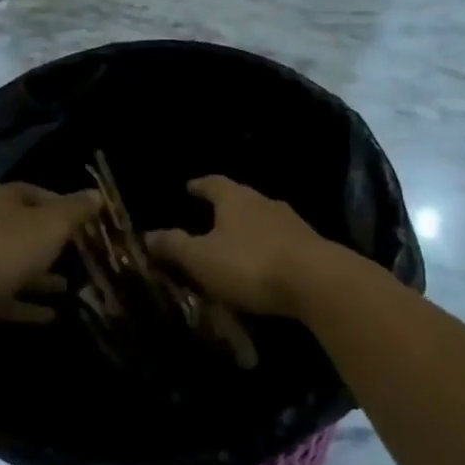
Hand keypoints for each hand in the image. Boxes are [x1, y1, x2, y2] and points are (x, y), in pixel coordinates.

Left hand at [0, 182, 99, 329]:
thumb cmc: (8, 246)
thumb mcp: (52, 224)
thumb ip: (76, 210)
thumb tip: (97, 194)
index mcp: (4, 199)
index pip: (37, 193)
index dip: (62, 205)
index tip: (84, 222)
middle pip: (24, 229)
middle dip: (51, 243)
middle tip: (80, 256)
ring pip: (14, 264)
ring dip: (41, 276)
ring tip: (70, 288)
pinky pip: (5, 296)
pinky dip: (26, 304)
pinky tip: (51, 317)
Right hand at [147, 176, 332, 316]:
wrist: (316, 281)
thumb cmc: (250, 263)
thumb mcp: (202, 258)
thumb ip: (174, 246)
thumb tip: (147, 235)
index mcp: (235, 199)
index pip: (213, 184)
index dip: (199, 185)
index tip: (189, 186)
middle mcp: (264, 202)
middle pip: (241, 199)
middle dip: (225, 208)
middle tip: (209, 218)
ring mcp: (291, 222)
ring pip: (263, 219)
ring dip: (249, 228)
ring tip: (236, 242)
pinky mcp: (310, 246)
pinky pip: (281, 241)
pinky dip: (268, 248)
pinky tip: (264, 263)